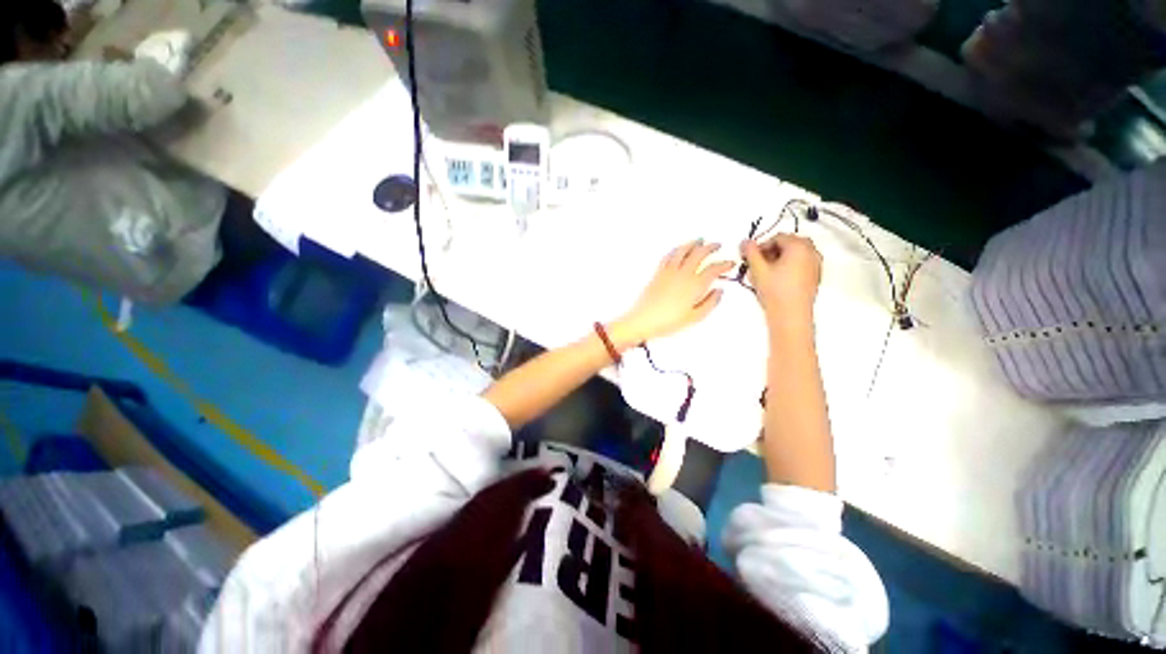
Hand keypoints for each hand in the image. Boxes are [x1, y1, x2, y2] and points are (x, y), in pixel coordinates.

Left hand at [612, 240, 733, 346]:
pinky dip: (677, 249)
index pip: (713, 269)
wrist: (644, 320)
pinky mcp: (658, 273)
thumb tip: (719, 291)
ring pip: (683, 251)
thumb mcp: (695, 317)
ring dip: (693, 243)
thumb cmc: (669, 321)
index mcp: (695, 285)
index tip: (730, 263)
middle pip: (699, 254)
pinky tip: (679, 249)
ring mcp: (669, 271)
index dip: (724, 264)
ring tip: (700, 240)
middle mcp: (683, 274)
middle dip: (710, 247)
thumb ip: (710, 303)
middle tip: (717, 245)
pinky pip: (669, 256)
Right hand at [742, 234, 821, 323]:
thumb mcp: (758, 270)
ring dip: (778, 260)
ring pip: (794, 255)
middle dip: (770, 252)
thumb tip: (745, 242)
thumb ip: (750, 253)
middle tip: (757, 264)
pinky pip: (800, 265)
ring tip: (764, 274)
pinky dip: (787, 267)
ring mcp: (816, 265)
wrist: (791, 315)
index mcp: (800, 246)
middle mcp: (812, 252)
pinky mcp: (814, 277)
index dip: (761, 245)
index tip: (751, 256)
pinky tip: (775, 280)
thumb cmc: (776, 291)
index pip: (778, 237)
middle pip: (788, 244)